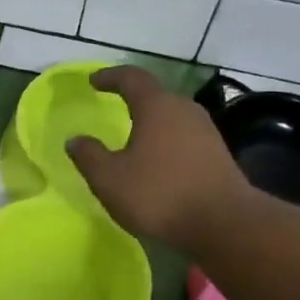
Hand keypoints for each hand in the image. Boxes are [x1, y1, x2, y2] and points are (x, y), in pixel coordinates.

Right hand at [65, 66, 251, 249]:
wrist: (223, 223)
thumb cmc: (159, 194)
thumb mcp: (109, 179)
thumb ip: (89, 156)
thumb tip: (75, 140)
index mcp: (156, 107)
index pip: (132, 78)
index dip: (110, 77)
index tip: (94, 81)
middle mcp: (184, 110)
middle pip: (156, 96)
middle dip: (133, 100)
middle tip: (115, 107)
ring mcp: (206, 131)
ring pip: (172, 118)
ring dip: (152, 124)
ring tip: (135, 139)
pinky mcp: (218, 154)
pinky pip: (185, 138)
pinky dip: (167, 143)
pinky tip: (158, 163)